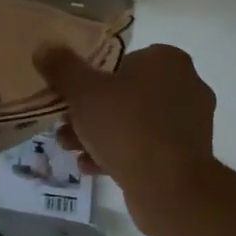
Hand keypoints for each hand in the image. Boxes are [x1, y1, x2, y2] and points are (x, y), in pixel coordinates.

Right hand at [34, 43, 216, 223]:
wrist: (170, 188)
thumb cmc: (127, 127)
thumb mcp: (83, 91)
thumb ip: (62, 66)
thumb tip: (45, 47)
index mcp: (168, 60)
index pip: (122, 59)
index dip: (92, 75)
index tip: (71, 95)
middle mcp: (187, 85)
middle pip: (126, 93)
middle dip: (91, 111)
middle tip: (65, 125)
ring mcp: (191, 123)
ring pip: (134, 122)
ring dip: (101, 134)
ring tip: (71, 148)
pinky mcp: (188, 156)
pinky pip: (147, 147)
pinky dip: (120, 153)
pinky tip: (92, 167)